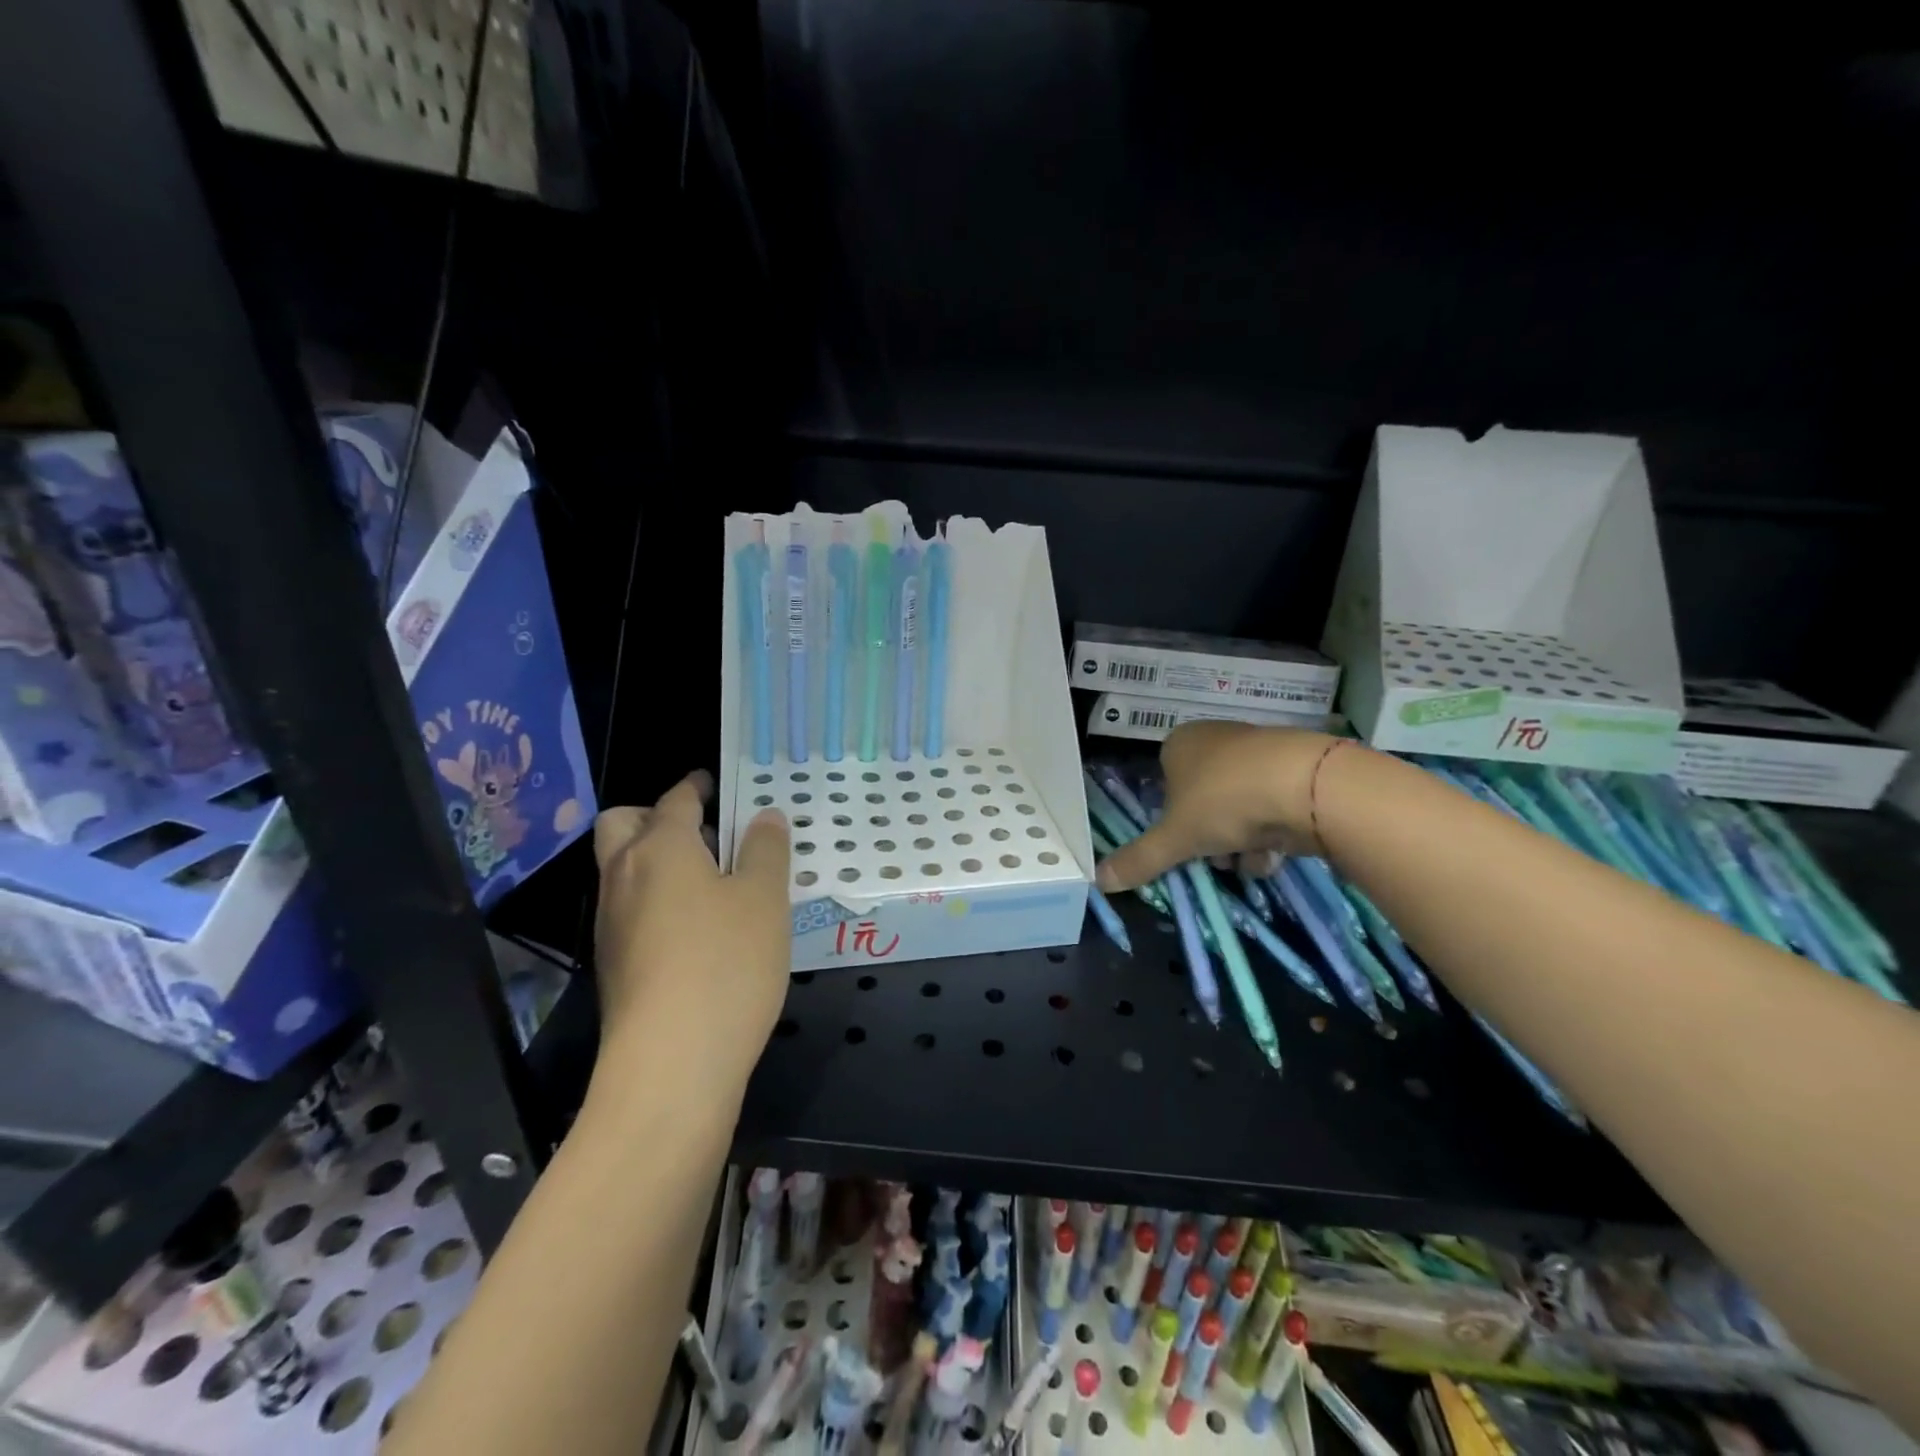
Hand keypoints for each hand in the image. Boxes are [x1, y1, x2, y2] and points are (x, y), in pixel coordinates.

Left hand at [591, 771, 790, 1105]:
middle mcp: (624, 876)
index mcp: (660, 848)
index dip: (696, 786)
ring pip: (622, 868)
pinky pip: (630, 908)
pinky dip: (655, 898)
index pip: (675, 799)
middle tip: (705, 831)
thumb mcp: (765, 899)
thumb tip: (764, 816)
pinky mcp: (613, 964)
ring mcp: (611, 923)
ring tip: (712, 879)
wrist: (671, 1064)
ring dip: (656, 858)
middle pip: (621, 824)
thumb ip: (766, 850)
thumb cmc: (726, 964)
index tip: (715, 783)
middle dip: (655, 815)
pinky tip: (697, 927)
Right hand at [1095, 722, 1340, 891]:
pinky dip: (1271, 833)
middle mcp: (1217, 739)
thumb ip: (1139, 859)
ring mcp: (1258, 752)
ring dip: (1240, 843)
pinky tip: (1279, 851)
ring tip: (1252, 857)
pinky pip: (1271, 807)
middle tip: (1218, 857)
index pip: (1164, 785)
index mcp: (1180, 743)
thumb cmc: (1225, 801)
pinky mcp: (1295, 769)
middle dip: (1210, 838)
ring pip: (1237, 810)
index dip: (1173, 820)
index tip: (1184, 843)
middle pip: (1202, 803)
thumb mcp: (1175, 838)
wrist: (1307, 786)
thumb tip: (1098, 881)